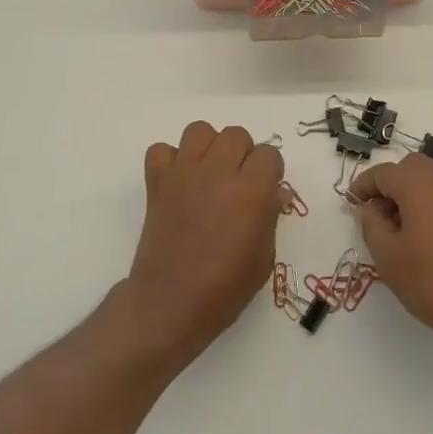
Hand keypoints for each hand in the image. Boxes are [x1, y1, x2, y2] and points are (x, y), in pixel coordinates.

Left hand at [126, 122, 284, 365]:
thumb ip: (270, 216)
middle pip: (237, 135)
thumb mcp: (264, 256)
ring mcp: (184, 173)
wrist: (171, 303)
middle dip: (242, 155)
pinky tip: (178, 182)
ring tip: (208, 174)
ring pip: (200, 130)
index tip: (265, 190)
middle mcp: (218, 172)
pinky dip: (170, 160)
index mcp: (251, 190)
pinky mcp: (157, 182)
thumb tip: (274, 192)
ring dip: (208, 147)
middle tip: (238, 183)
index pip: (269, 153)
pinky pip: (162, 150)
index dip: (270, 171)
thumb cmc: (225, 288)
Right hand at [351, 154, 432, 349]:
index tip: (351, 204)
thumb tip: (371, 208)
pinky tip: (426, 238)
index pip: (383, 173)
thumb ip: (371, 225)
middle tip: (377, 215)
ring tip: (400, 230)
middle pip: (410, 168)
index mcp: (419, 184)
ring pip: (431, 180)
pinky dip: (431, 205)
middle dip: (389, 185)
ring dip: (411, 194)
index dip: (363, 186)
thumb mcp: (388, 257)